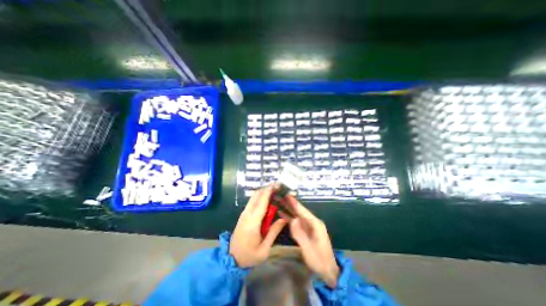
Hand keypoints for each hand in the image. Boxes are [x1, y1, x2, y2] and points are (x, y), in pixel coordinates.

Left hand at [229, 184, 288, 267]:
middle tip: (278, 187)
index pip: (262, 201)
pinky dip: (260, 196)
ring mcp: (244, 213)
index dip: (269, 191)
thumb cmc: (249, 256)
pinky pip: (252, 201)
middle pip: (257, 195)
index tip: (277, 185)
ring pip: (254, 196)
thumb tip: (284, 218)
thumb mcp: (264, 248)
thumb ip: (274, 231)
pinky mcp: (243, 214)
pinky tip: (267, 199)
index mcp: (253, 222)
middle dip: (267, 188)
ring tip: (275, 191)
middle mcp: (247, 214)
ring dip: (264, 191)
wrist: (230, 259)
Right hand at [284, 195, 340, 287]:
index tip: (287, 195)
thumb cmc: (319, 260)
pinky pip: (296, 222)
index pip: (303, 211)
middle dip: (290, 204)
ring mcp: (309, 226)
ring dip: (289, 209)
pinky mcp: (306, 231)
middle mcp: (312, 222)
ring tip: (279, 203)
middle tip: (280, 196)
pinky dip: (289, 218)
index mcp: (315, 224)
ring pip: (297, 215)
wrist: (328, 271)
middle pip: (299, 211)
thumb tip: (292, 220)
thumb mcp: (309, 249)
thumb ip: (300, 234)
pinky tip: (283, 214)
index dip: (294, 203)